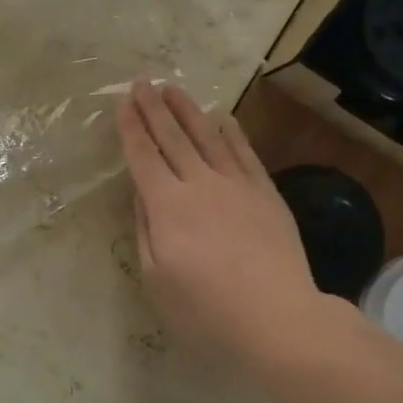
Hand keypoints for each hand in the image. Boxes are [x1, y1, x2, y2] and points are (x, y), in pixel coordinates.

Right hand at [118, 79, 326, 374]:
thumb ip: (146, 231)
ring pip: (207, 137)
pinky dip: (230, 132)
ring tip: (174, 88)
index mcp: (167, 206)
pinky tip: (222, 118)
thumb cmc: (205, 310)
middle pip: (172, 138)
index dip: (131, 128)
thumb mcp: (156, 279)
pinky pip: (244, 153)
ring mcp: (237, 186)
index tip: (123, 102)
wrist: (278, 319)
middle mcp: (200, 184)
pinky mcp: (266, 194)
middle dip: (154, 108)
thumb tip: (142, 195)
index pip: (143, 157)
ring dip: (188, 110)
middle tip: (143, 82)